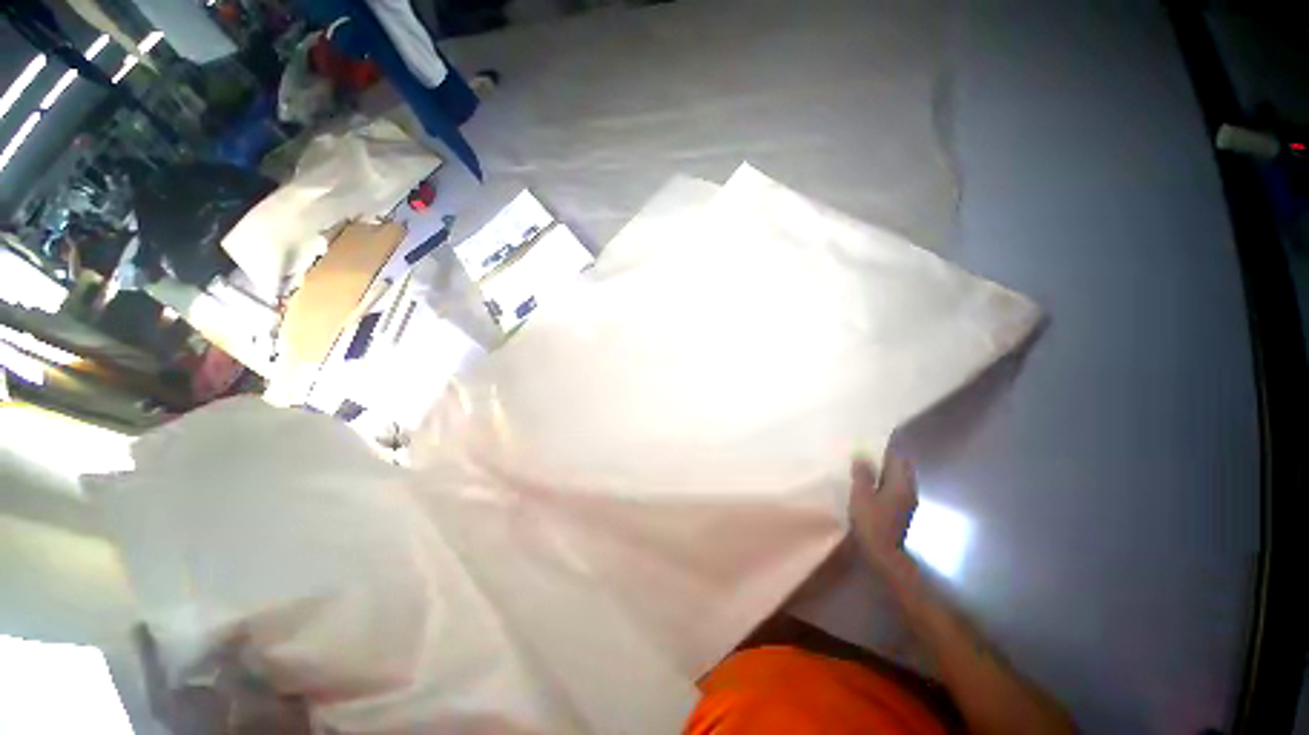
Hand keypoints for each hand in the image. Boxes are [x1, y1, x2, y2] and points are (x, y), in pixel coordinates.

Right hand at [849, 450, 917, 570]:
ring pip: (899, 478)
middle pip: (901, 467)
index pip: (897, 458)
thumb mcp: (861, 496)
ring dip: (886, 470)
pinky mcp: (901, 511)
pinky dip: (886, 481)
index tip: (874, 438)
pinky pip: (895, 488)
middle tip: (869, 449)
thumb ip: (862, 475)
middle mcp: (908, 490)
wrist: (884, 556)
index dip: (887, 447)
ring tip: (868, 464)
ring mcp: (907, 502)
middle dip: (888, 457)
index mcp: (900, 484)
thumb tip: (862, 456)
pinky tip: (873, 483)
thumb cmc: (872, 524)